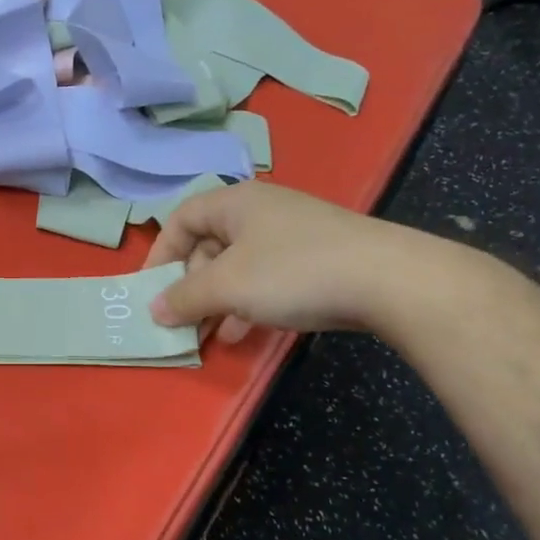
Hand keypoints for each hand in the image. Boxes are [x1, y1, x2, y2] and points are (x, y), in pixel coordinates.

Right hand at [143, 181, 433, 341]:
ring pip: (237, 267)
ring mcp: (292, 235)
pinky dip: (248, 305)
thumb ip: (184, 298)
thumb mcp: (227, 286)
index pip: (180, 219)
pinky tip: (244, 335)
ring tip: (210, 336)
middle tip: (183, 320)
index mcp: (234, 202)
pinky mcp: (316, 260)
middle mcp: (261, 211)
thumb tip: (154, 309)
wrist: (389, 280)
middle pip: (208, 245)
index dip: (159, 254)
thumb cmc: (292, 272)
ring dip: (218, 302)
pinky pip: (266, 280)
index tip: (151, 291)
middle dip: (190, 286)